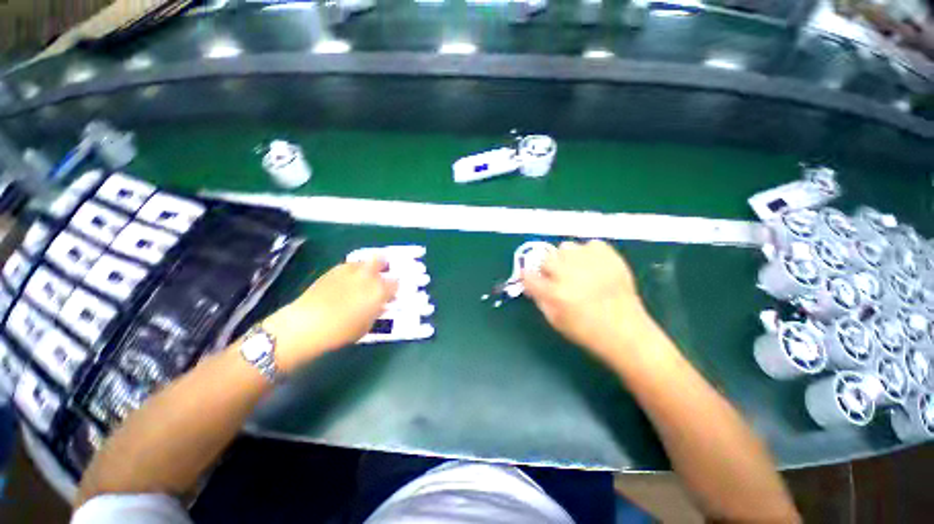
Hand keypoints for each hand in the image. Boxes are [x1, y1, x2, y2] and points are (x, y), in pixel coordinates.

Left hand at [264, 259, 397, 371]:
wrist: (306, 324)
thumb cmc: (341, 331)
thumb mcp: (367, 325)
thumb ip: (376, 311)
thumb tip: (380, 304)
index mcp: (380, 290)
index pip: (395, 283)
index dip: (394, 288)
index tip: (391, 294)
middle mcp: (368, 275)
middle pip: (381, 260)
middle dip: (383, 266)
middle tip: (381, 275)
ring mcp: (350, 270)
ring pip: (364, 261)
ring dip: (367, 267)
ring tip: (363, 278)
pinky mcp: (333, 270)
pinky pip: (348, 266)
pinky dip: (352, 270)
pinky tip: (346, 281)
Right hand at [522, 240, 657, 364]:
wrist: (627, 333)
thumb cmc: (587, 331)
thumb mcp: (555, 321)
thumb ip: (539, 298)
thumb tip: (531, 282)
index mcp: (555, 294)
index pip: (528, 276)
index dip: (529, 278)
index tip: (533, 280)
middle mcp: (570, 274)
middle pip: (546, 259)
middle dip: (548, 269)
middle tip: (558, 278)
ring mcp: (591, 263)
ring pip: (565, 247)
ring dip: (566, 259)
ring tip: (576, 270)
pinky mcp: (610, 257)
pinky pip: (590, 244)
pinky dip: (588, 253)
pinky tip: (593, 266)